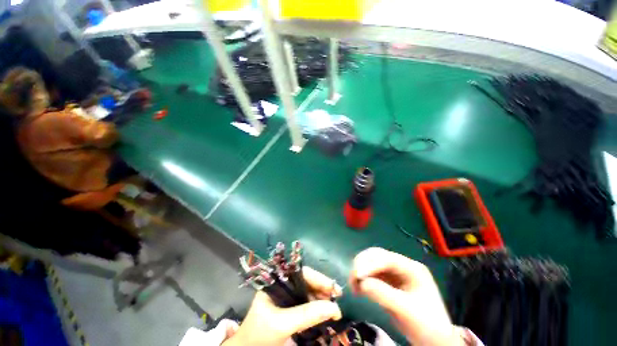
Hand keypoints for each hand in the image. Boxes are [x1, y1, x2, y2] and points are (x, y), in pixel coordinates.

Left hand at [223, 267, 342, 345]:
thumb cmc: (259, 335)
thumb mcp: (281, 324)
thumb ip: (306, 315)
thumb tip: (334, 308)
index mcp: (276, 282)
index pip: (300, 273)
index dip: (318, 278)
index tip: (334, 288)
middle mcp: (283, 286)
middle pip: (306, 282)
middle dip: (322, 289)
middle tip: (338, 299)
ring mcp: (286, 298)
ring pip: (308, 293)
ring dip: (322, 300)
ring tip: (334, 308)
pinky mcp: (290, 310)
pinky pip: (307, 305)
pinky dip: (317, 309)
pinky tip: (325, 313)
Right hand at [350, 247, 463, 345]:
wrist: (434, 341)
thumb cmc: (426, 325)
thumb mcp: (406, 310)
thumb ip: (383, 294)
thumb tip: (361, 283)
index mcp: (412, 268)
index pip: (386, 259)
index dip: (370, 264)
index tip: (357, 275)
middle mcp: (401, 266)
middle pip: (377, 256)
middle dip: (362, 264)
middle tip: (353, 278)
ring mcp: (394, 273)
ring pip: (371, 264)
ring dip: (360, 271)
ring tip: (353, 285)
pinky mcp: (388, 282)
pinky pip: (371, 275)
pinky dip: (362, 279)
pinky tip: (358, 288)